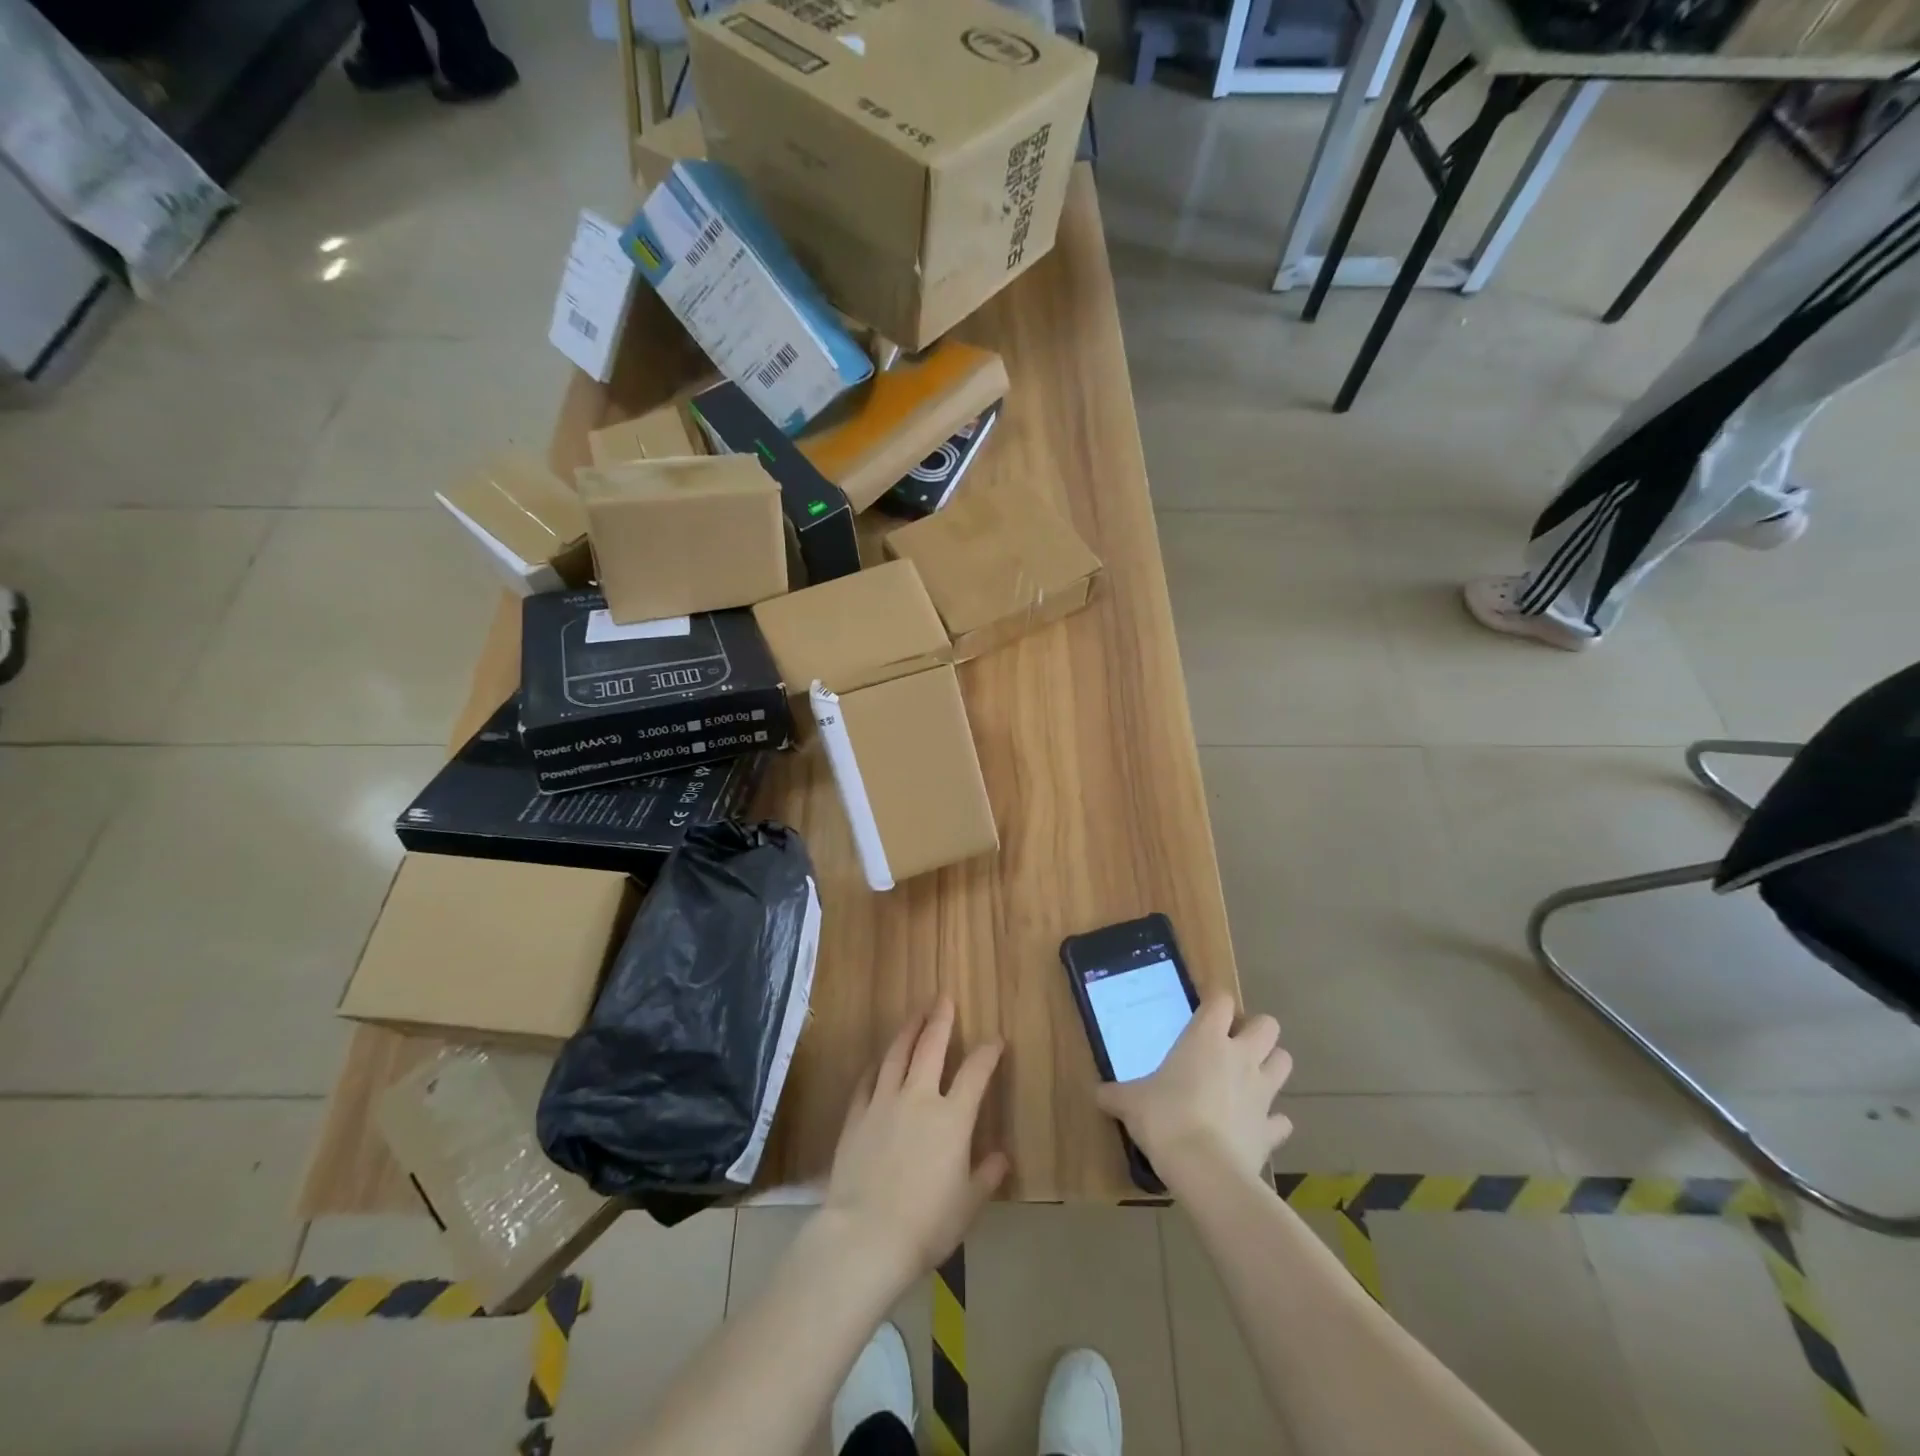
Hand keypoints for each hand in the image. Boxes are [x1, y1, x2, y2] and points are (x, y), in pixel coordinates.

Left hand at [822, 999, 1008, 1290]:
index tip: (996, 1040)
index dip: (988, 1052)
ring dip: (908, 1030)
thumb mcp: (967, 1205)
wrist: (866, 1235)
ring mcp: (883, 1103)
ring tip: (915, 1015)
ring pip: (896, 1055)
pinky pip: (867, 1081)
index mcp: (952, 1117)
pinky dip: (876, 1066)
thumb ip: (986, 1176)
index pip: (976, 1072)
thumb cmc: (926, 1224)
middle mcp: (918, 1098)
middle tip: (944, 998)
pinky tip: (878, 1061)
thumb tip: (1001, 1157)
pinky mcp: (856, 1116)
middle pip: (931, 1047)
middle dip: (940, 1020)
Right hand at [1095, 995, 1292, 1187]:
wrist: (1205, 1170)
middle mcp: (1240, 1057)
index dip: (1215, 1001)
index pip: (1221, 1000)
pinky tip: (1255, 1125)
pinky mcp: (1271, 1131)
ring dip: (1271, 1066)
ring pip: (1285, 1062)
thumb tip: (1097, 1093)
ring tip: (1249, 1077)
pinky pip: (1281, 1120)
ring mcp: (1262, 1093)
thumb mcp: (1130, 1102)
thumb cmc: (1165, 1118)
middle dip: (1255, 1030)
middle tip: (1232, 1044)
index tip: (1203, 1011)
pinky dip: (1272, 1121)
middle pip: (1268, 1025)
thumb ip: (1115, 1094)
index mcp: (1206, 1039)